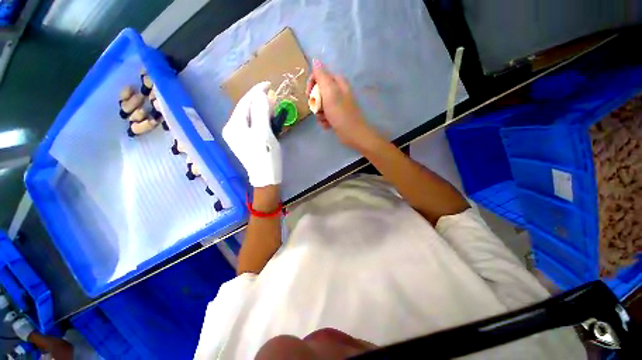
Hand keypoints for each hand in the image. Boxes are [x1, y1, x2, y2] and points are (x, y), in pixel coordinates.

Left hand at [222, 82, 280, 187]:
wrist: (266, 177)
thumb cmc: (266, 155)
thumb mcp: (264, 132)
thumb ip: (261, 111)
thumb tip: (261, 95)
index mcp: (233, 125)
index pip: (244, 102)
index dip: (256, 91)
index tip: (269, 83)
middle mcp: (231, 128)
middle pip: (245, 108)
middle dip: (258, 100)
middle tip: (272, 94)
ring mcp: (237, 136)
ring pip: (249, 116)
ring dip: (260, 109)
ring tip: (271, 104)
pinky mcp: (244, 141)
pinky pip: (252, 124)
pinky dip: (260, 119)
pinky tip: (267, 117)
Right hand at [306, 59, 380, 151]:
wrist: (352, 134)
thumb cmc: (340, 113)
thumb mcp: (329, 92)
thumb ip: (322, 76)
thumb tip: (315, 60)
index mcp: (337, 83)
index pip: (319, 76)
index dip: (312, 84)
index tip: (309, 94)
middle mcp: (338, 92)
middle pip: (318, 92)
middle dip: (316, 103)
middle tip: (319, 109)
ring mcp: (337, 105)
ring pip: (320, 106)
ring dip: (319, 114)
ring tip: (325, 119)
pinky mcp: (336, 116)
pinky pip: (324, 115)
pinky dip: (324, 121)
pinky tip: (328, 125)